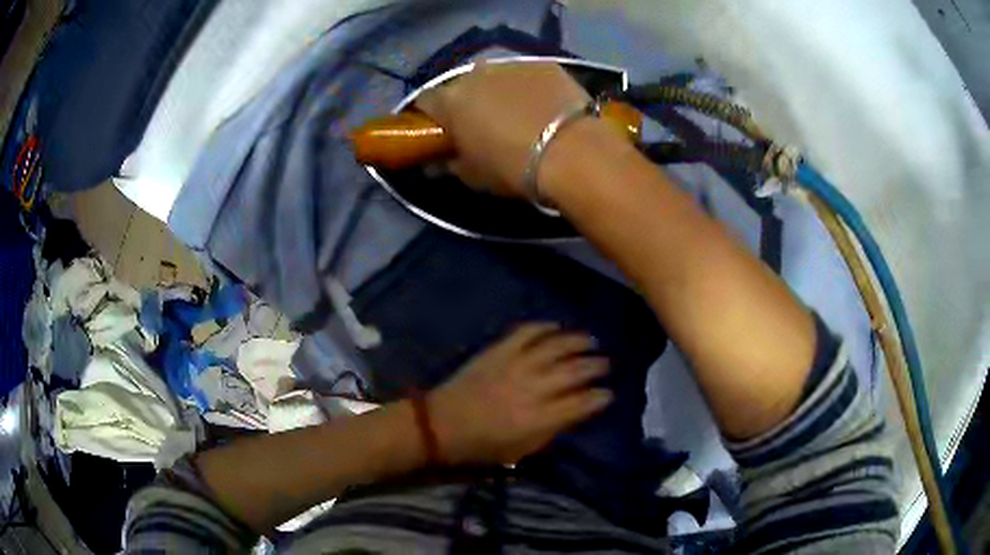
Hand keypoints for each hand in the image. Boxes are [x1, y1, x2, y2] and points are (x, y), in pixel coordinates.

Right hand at [415, 63, 593, 197]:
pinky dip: (528, 87)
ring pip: (494, 76)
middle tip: (479, 123)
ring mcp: (512, 65)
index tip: (439, 131)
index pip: (425, 100)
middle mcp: (476, 73)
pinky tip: (542, 105)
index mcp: (451, 100)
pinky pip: (526, 75)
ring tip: (514, 113)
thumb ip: (449, 165)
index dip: (429, 116)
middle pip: (461, 85)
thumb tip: (437, 162)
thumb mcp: (473, 176)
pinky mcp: (545, 64)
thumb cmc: (513, 168)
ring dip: (496, 90)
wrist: (573, 153)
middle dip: (465, 101)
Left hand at [426, 323, 612, 465]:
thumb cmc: (483, 445)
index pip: (582, 403)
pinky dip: (545, 326)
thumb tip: (576, 411)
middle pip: (576, 371)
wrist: (442, 424)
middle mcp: (533, 388)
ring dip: (579, 342)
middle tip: (606, 365)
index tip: (609, 394)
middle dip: (597, 366)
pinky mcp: (499, 350)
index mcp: (539, 419)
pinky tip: (557, 327)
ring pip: (557, 346)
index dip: (601, 397)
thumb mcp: (523, 450)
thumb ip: (553, 429)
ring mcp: (515, 364)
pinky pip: (527, 331)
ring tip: (592, 341)